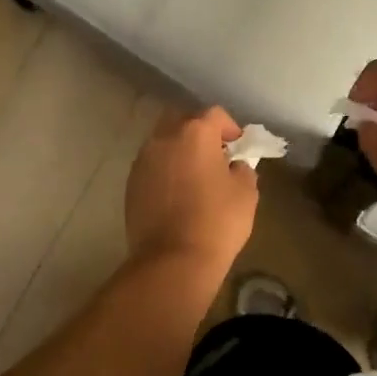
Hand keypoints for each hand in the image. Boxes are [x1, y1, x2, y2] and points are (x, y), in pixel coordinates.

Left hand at [124, 106, 258, 271]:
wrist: (173, 260)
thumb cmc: (217, 222)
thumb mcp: (246, 193)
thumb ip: (242, 169)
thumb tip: (233, 166)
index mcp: (195, 133)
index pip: (215, 114)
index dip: (230, 127)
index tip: (238, 147)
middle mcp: (164, 138)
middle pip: (182, 120)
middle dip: (198, 132)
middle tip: (214, 155)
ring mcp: (143, 161)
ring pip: (163, 142)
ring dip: (179, 151)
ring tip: (194, 175)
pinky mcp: (130, 184)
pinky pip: (152, 166)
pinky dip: (164, 171)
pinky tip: (176, 193)